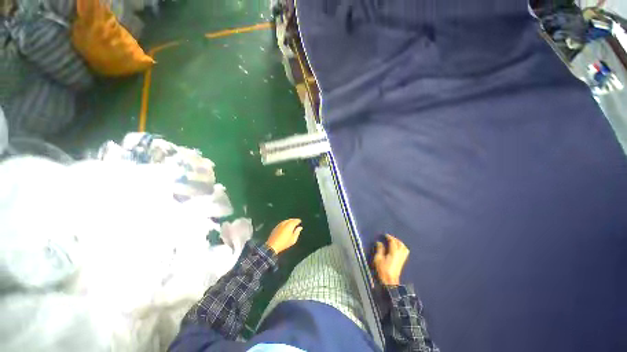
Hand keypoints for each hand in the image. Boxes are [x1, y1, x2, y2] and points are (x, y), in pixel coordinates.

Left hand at [266, 219, 302, 253]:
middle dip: (294, 220)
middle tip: (296, 221)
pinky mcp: (276, 227)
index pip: (295, 221)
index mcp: (290, 225)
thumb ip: (297, 232)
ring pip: (286, 221)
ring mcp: (279, 224)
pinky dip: (285, 223)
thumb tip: (300, 227)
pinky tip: (285, 226)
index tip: (300, 221)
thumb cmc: (284, 243)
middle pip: (290, 219)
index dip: (298, 220)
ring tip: (291, 223)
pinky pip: (282, 223)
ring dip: (289, 221)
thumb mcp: (293, 239)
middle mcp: (285, 223)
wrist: (272, 246)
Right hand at [373, 234, 409, 285]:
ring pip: (404, 247)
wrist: (390, 281)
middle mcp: (400, 254)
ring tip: (394, 242)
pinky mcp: (402, 262)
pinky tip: (398, 249)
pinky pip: (405, 252)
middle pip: (400, 243)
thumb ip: (379, 249)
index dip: (389, 237)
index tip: (385, 235)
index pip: (393, 242)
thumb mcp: (378, 259)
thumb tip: (379, 242)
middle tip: (389, 237)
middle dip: (395, 239)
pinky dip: (402, 248)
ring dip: (399, 243)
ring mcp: (402, 258)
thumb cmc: (383, 270)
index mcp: (393, 252)